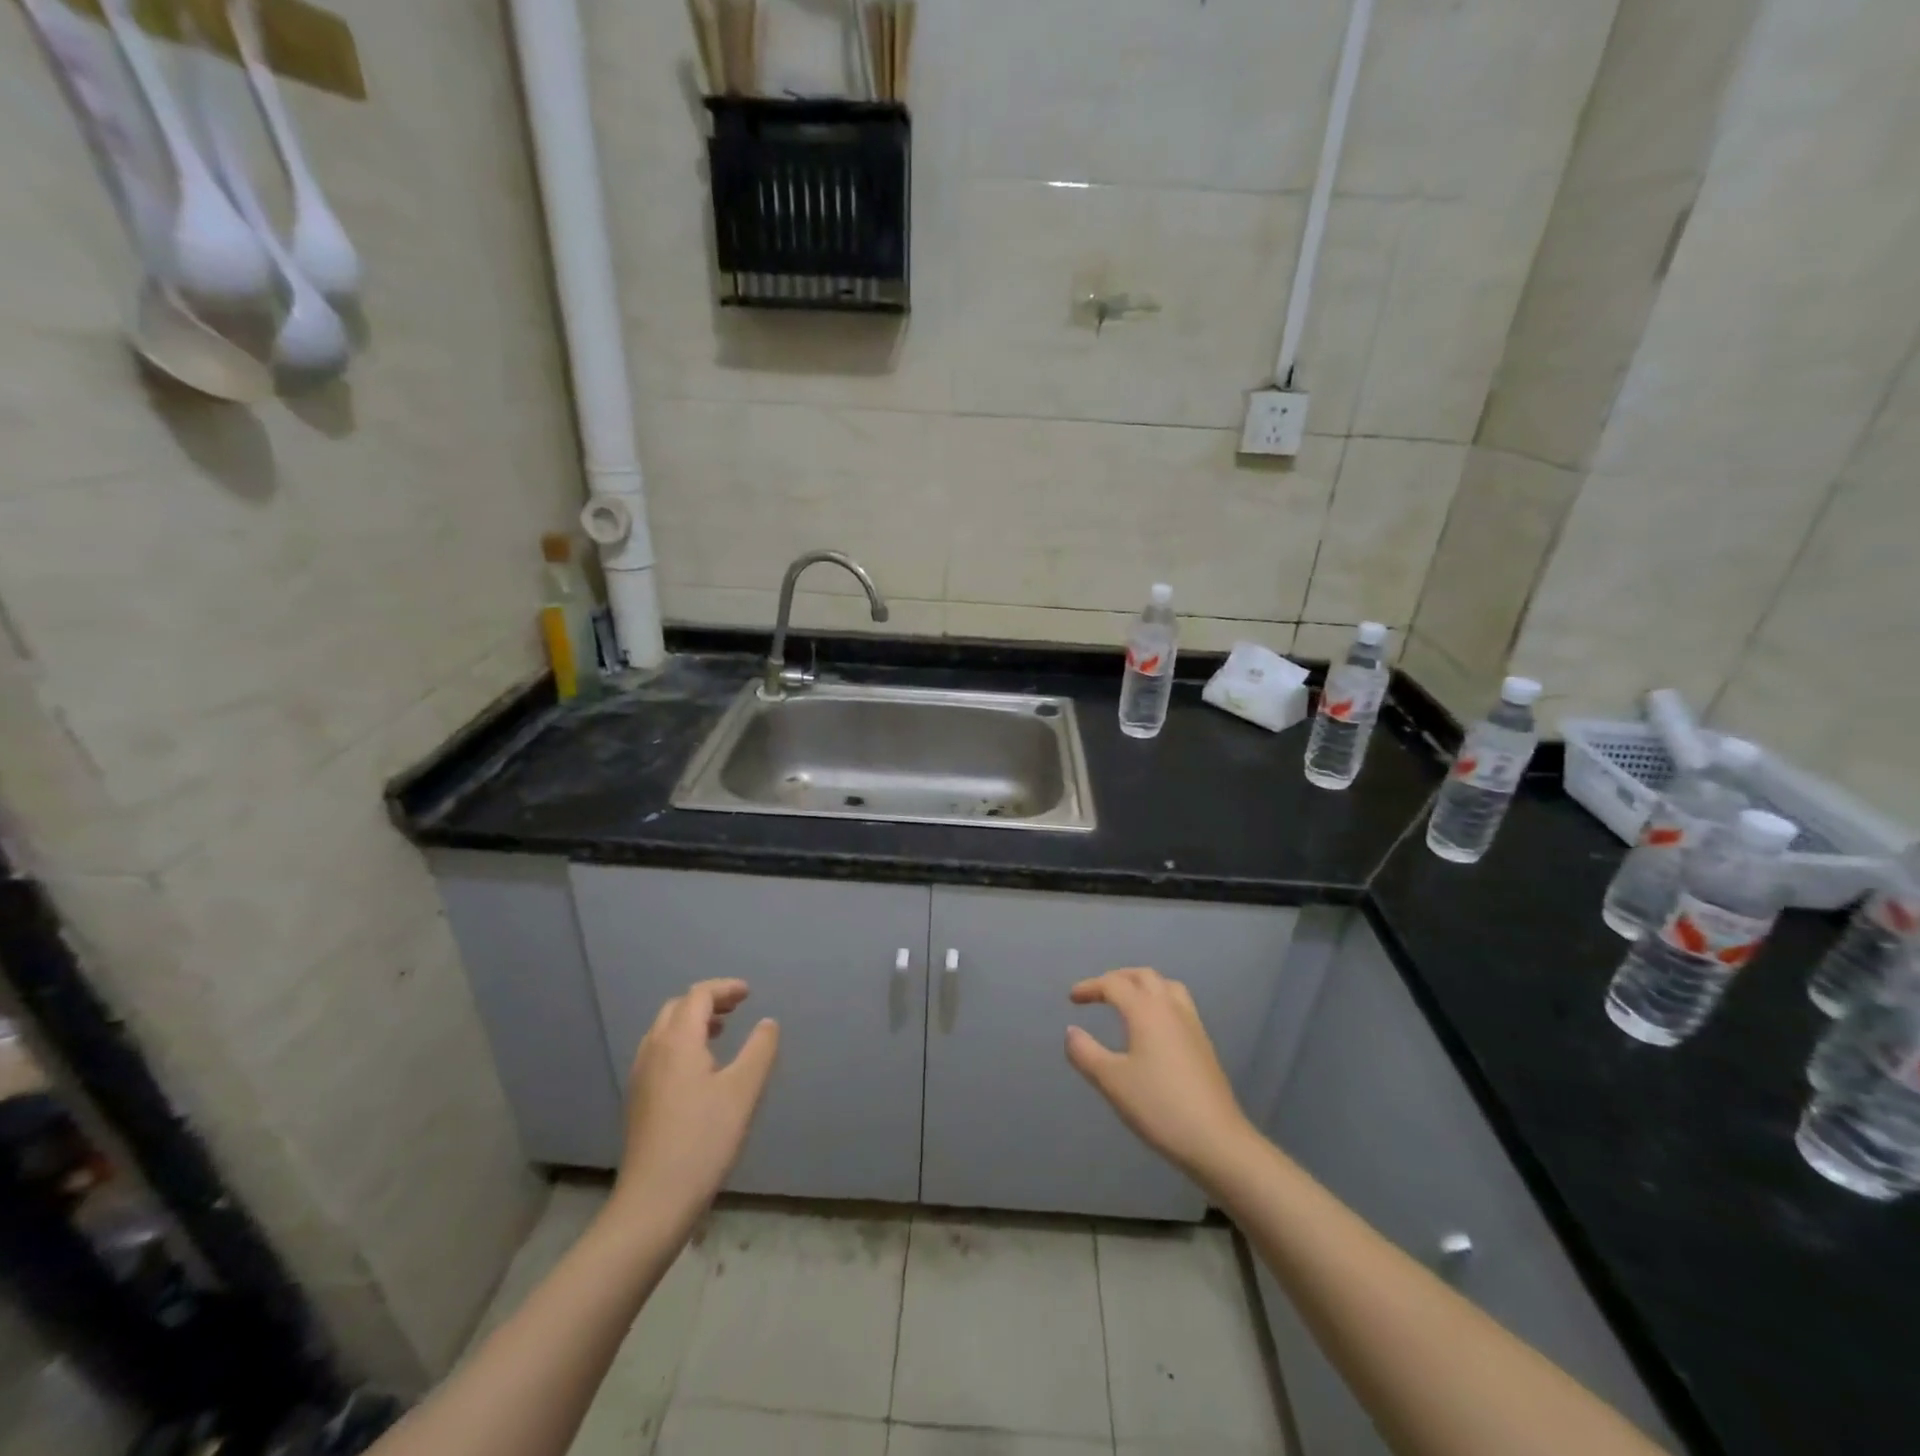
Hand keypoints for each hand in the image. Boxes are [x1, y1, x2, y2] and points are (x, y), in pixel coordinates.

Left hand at [611, 979, 779, 1233]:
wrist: (654, 1201)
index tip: (750, 993)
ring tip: (722, 1032)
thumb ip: (760, 1049)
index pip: (698, 996)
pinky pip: (660, 1052)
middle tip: (737, 1007)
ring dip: (693, 1021)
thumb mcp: (744, 1090)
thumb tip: (767, 1023)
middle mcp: (653, 1050)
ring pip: (665, 1030)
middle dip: (708, 1000)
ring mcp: (641, 1076)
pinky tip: (701, 1068)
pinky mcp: (638, 1099)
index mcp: (677, 1041)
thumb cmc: (704, 1140)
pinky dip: (682, 1042)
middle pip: (677, 1008)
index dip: (725, 988)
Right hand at [1064, 968, 1256, 1184]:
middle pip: (1144, 976)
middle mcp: (1171, 1008)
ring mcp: (1192, 1025)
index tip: (1072, 998)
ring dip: (1143, 985)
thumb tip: (1071, 1031)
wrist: (1217, 1141)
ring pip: (1167, 986)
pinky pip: (1179, 1004)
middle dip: (1118, 978)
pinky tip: (1153, 1028)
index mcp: (1146, 1011)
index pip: (1114, 984)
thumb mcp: (1112, 1081)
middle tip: (1098, 993)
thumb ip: (1086, 1053)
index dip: (1090, 987)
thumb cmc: (1159, 1107)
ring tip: (1127, 1001)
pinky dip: (1160, 1001)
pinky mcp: (1204, 1044)